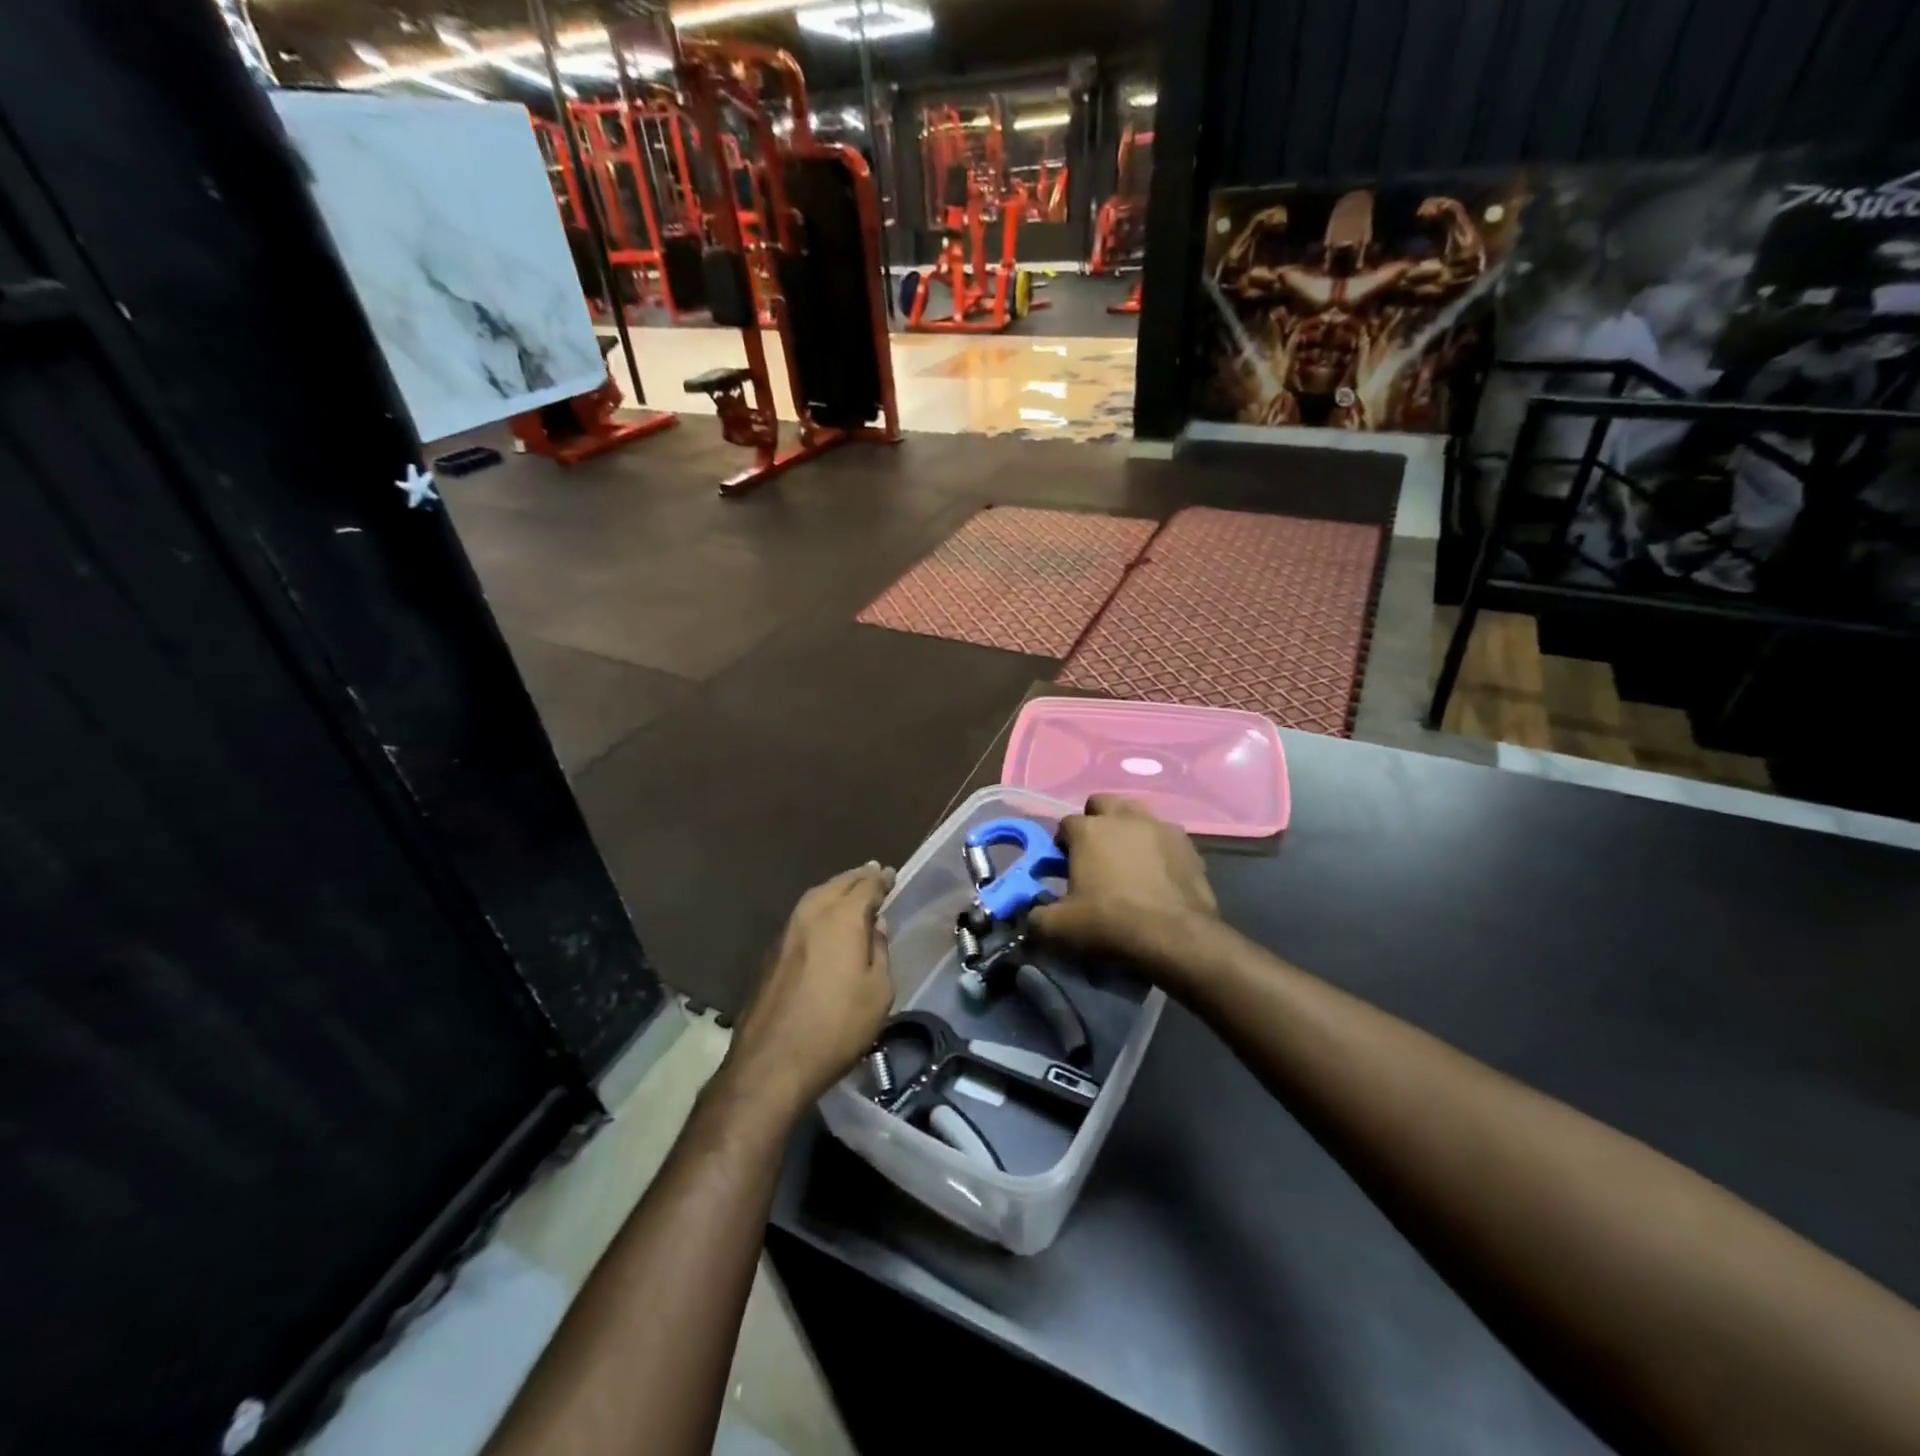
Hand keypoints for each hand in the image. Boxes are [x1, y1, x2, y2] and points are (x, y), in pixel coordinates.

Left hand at [725, 863, 895, 1117]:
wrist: (772, 1062)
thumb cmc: (837, 1026)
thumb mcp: (878, 992)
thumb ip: (879, 951)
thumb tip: (875, 926)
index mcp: (842, 918)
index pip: (866, 885)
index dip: (881, 879)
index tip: (891, 874)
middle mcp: (811, 914)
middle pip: (837, 884)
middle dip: (857, 877)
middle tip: (873, 872)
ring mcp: (786, 932)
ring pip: (815, 897)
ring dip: (836, 890)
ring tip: (851, 891)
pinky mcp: (772, 953)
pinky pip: (803, 917)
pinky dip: (819, 909)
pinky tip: (826, 922)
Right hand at [1029, 795, 1218, 974]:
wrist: (1175, 938)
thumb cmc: (1110, 924)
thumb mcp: (1058, 928)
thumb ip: (1036, 917)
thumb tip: (1033, 916)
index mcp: (1089, 830)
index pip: (1066, 823)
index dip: (1063, 843)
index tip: (1064, 866)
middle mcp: (1124, 818)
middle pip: (1103, 803)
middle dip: (1095, 820)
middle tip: (1095, 853)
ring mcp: (1160, 827)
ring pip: (1137, 814)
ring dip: (1128, 829)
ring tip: (1128, 859)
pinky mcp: (1188, 845)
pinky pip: (1166, 837)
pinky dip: (1158, 848)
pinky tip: (1158, 873)